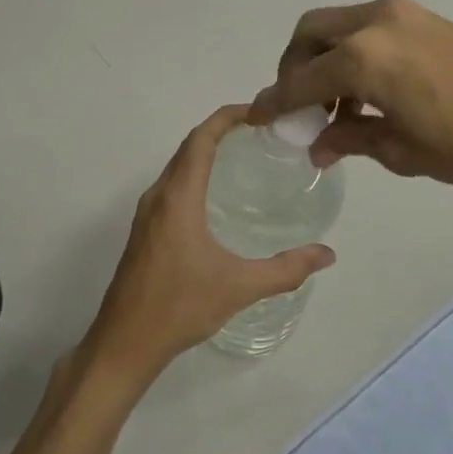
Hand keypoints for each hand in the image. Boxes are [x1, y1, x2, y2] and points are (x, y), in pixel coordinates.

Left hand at [80, 106, 335, 387]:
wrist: (125, 342)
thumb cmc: (180, 307)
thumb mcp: (239, 287)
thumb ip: (286, 269)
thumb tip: (327, 254)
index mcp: (178, 197)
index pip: (202, 139)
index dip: (228, 117)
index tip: (259, 111)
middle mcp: (158, 196)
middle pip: (188, 147)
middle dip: (221, 130)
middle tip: (261, 131)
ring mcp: (147, 214)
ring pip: (178, 167)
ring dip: (206, 152)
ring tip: (244, 156)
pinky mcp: (144, 231)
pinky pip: (172, 186)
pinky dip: (195, 174)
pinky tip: (218, 197)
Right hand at [249, 0, 452, 197]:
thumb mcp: (401, 150)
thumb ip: (351, 139)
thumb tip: (318, 145)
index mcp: (361, 59)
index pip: (299, 80)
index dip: (275, 102)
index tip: (258, 118)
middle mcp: (374, 23)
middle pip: (310, 33)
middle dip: (294, 68)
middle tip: (299, 107)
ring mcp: (402, 14)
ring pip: (339, 26)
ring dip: (325, 59)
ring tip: (339, 107)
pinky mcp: (425, 18)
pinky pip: (368, 29)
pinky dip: (353, 53)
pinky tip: (370, 92)